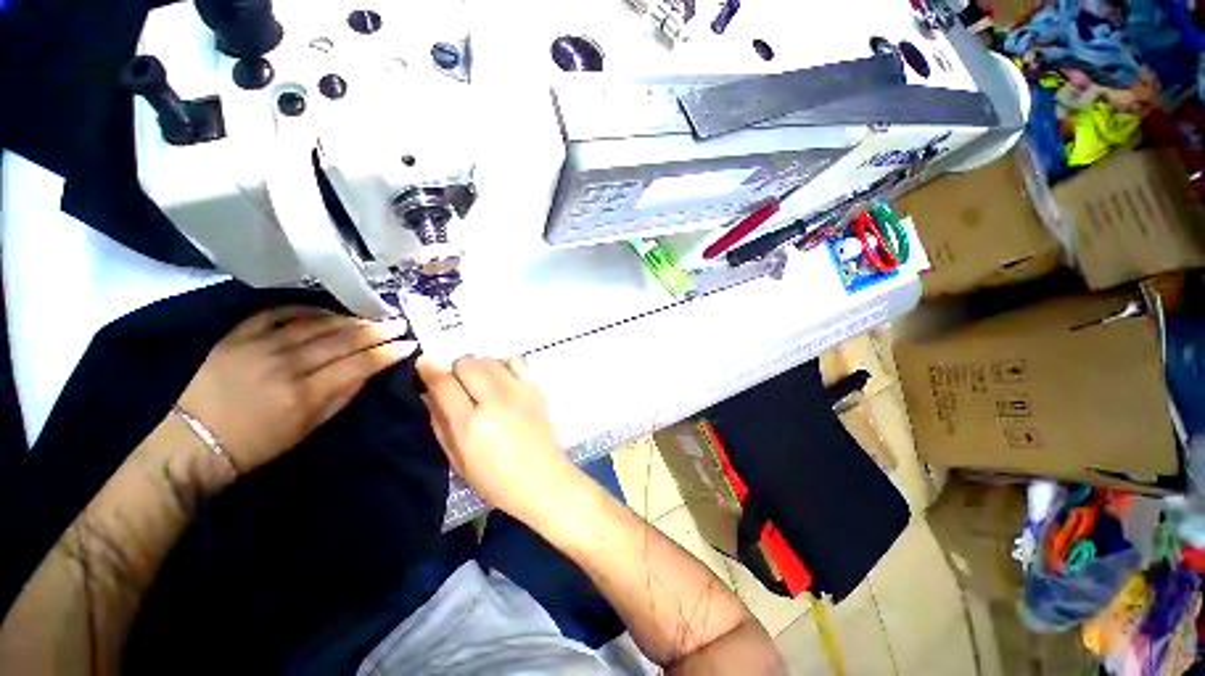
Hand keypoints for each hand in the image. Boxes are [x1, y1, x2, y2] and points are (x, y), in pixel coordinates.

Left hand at [178, 306, 416, 474]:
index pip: (358, 364)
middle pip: (341, 340)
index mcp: (305, 393)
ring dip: (348, 318)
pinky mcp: (236, 336)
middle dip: (376, 330)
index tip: (408, 344)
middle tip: (398, 323)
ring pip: (314, 323)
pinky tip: (324, 309)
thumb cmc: (256, 445)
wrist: (192, 443)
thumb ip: (339, 398)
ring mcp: (258, 346)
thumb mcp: (306, 430)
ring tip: (369, 315)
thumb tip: (367, 373)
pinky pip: (275, 313)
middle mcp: (285, 364)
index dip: (387, 353)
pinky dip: (303, 308)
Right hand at [416, 357, 574, 522]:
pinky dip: (504, 366)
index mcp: (471, 424)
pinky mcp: (537, 388)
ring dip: (479, 368)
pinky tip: (504, 383)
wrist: (543, 480)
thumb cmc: (495, 480)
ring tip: (483, 388)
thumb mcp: (456, 459)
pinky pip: (515, 360)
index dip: (428, 370)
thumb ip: (439, 421)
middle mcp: (496, 400)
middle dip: (456, 371)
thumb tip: (428, 392)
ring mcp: (519, 391)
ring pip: (489, 359)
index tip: (424, 367)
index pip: (443, 381)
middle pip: (466, 362)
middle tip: (459, 389)